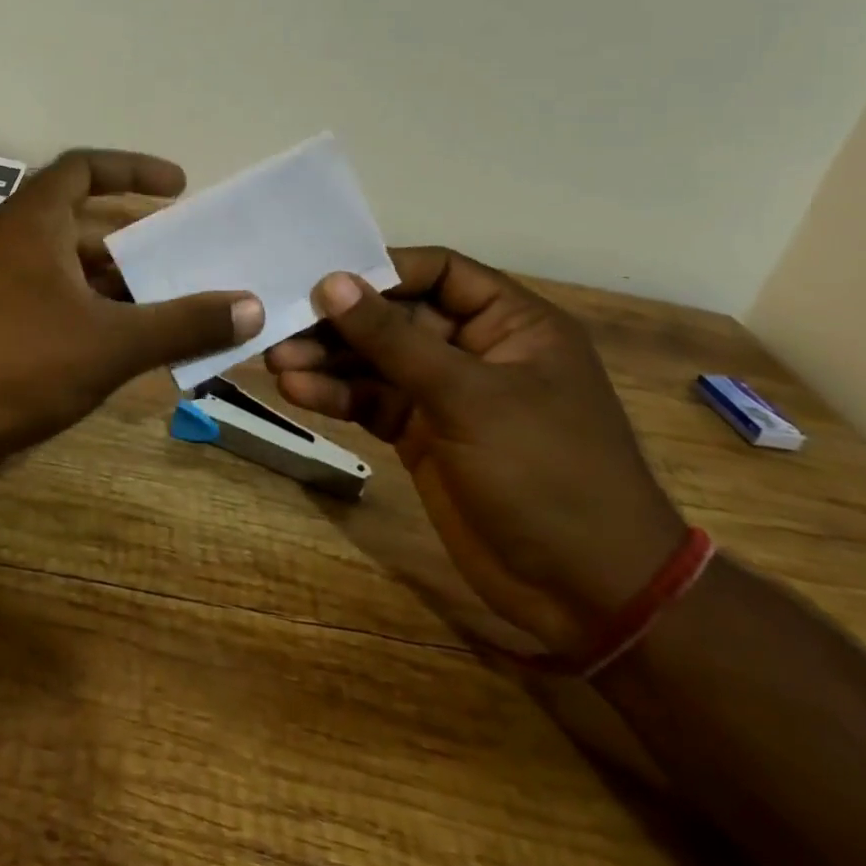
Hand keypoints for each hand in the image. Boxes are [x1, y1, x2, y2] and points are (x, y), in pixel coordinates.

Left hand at [0, 150, 262, 471]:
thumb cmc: (15, 362)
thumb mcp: (110, 342)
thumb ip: (182, 323)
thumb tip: (251, 307)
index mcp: (35, 221)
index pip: (85, 168)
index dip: (132, 168)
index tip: (178, 187)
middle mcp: (14, 241)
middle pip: (83, 221)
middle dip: (135, 236)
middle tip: (184, 253)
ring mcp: (0, 285)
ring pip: (70, 268)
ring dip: (117, 281)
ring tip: (170, 301)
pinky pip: (56, 302)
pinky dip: (93, 313)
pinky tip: (127, 344)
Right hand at [264, 248, 684, 654]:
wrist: (588, 595)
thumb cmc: (547, 473)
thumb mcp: (469, 397)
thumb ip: (393, 339)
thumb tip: (330, 282)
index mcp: (511, 323)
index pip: (437, 272)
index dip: (380, 270)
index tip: (323, 279)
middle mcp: (475, 349)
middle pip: (395, 316)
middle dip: (341, 322)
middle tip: (283, 324)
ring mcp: (446, 395)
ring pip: (375, 361)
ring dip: (328, 359)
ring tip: (277, 362)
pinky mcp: (421, 435)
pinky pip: (371, 401)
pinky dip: (335, 395)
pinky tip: (297, 392)